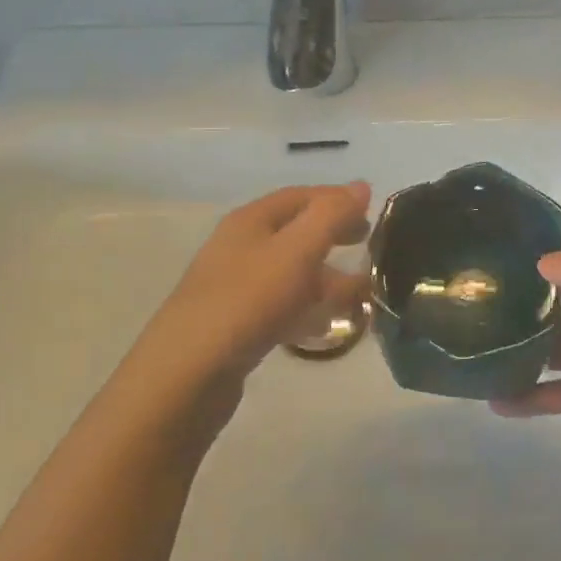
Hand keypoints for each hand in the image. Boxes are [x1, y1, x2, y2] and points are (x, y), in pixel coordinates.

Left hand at [135, 183, 370, 390]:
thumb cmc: (248, 300)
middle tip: (367, 245)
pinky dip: (308, 307)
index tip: (373, 213)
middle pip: (295, 231)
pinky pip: (281, 305)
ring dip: (326, 276)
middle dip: (332, 235)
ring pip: (290, 271)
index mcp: (251, 220)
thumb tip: (360, 186)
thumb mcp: (297, 250)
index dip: (337, 200)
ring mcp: (235, 287)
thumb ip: (331, 216)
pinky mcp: (236, 324)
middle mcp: (241, 246)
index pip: (301, 196)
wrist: (188, 374)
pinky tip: (327, 325)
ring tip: (361, 292)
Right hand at [493, 243, 560, 463]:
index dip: (539, 265)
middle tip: (475, 307)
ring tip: (476, 353)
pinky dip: (531, 398)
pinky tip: (496, 401)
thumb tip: (539, 263)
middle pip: (559, 308)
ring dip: (522, 352)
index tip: (495, 264)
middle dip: (524, 308)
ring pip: (554, 351)